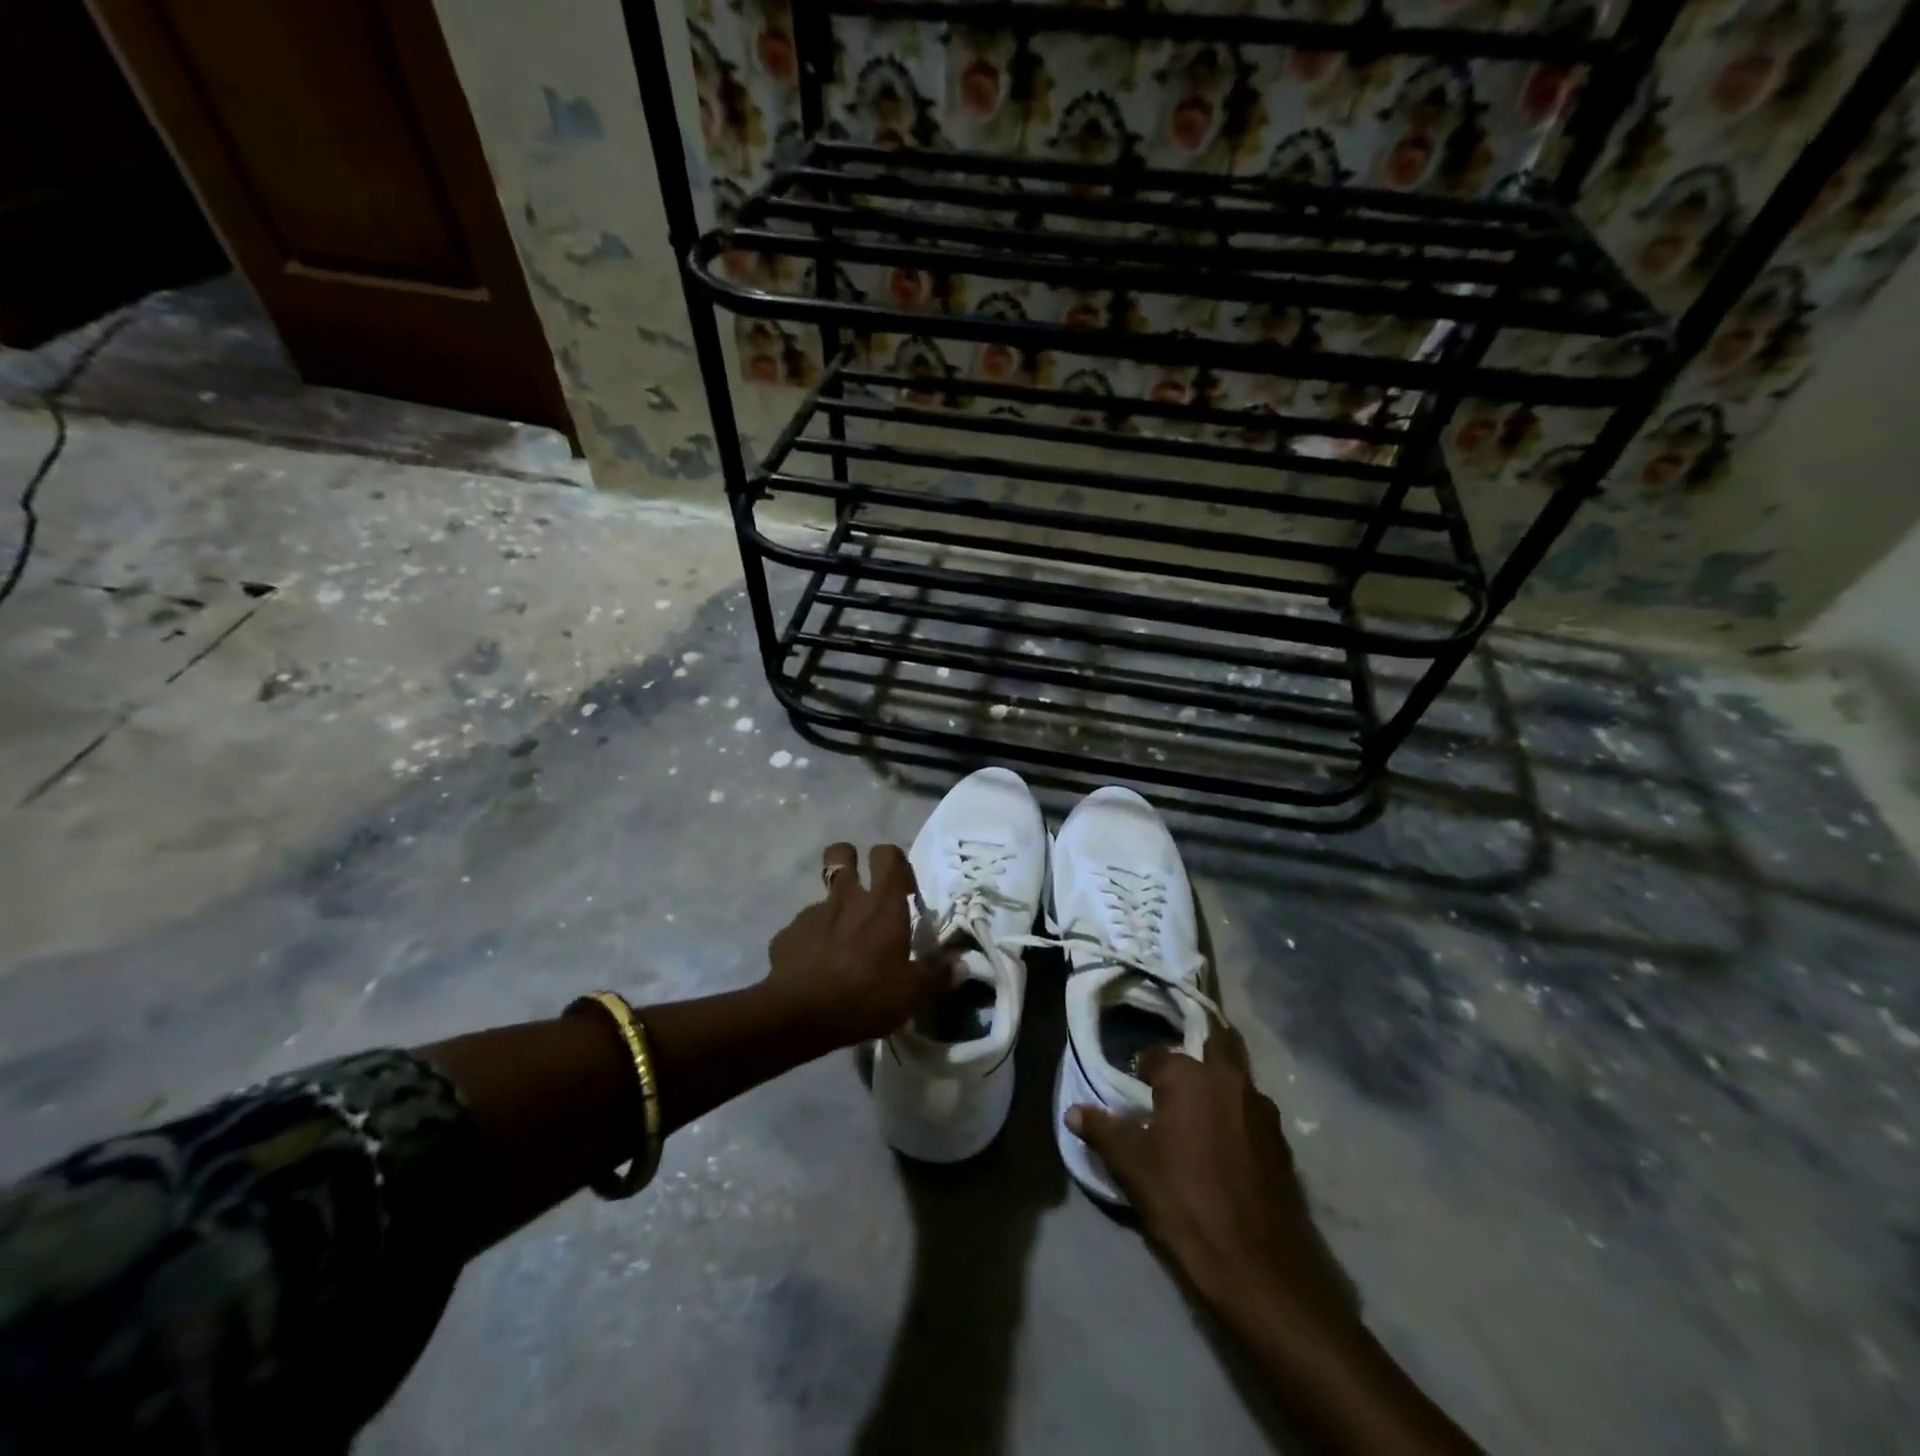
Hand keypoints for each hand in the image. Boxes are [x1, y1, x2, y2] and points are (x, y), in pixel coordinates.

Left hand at [765, 842, 946, 1048]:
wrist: (797, 1015)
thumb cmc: (864, 995)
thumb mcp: (910, 993)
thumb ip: (936, 975)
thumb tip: (962, 965)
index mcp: (881, 905)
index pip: (888, 855)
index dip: (895, 860)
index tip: (902, 884)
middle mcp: (846, 898)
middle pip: (841, 853)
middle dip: (849, 859)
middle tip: (860, 887)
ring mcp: (811, 914)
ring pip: (823, 897)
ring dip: (833, 911)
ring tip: (840, 945)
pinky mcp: (786, 935)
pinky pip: (802, 929)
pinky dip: (810, 942)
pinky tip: (815, 969)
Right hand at [1067, 1028, 1353, 1333]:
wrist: (1257, 1265)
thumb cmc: (1184, 1201)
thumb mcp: (1132, 1166)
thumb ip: (1102, 1130)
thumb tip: (1073, 1110)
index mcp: (1189, 1076)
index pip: (1156, 1056)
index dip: (1142, 1071)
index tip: (1135, 1091)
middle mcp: (1228, 1079)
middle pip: (1213, 1043)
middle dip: (1194, 1053)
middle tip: (1174, 1081)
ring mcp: (1261, 1108)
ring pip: (1235, 1078)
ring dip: (1218, 1084)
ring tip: (1198, 1113)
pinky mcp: (1281, 1141)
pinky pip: (1252, 1111)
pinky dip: (1237, 1115)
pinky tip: (1225, 1144)